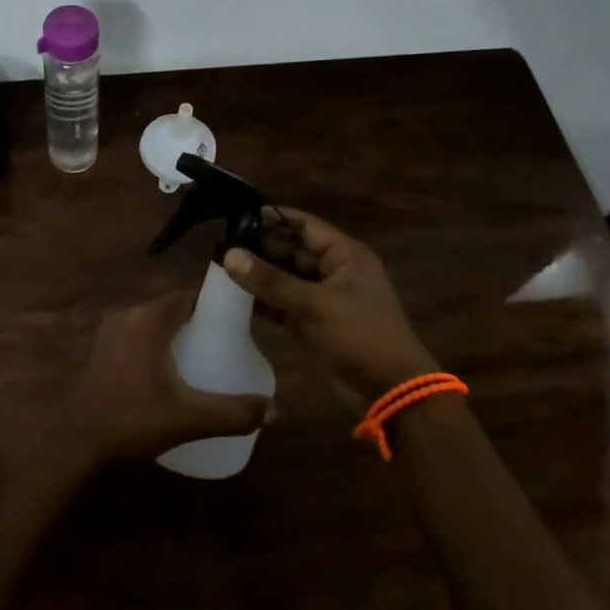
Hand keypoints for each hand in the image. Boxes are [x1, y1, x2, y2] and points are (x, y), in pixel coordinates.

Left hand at [53, 292, 269, 472]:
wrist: (72, 442)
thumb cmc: (129, 420)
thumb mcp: (186, 418)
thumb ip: (233, 413)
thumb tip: (275, 409)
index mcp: (149, 318)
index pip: (191, 293)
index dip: (218, 301)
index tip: (242, 318)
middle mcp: (128, 314)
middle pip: (174, 307)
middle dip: (200, 321)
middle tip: (227, 344)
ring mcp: (109, 331)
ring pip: (154, 322)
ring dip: (177, 334)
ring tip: (204, 358)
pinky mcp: (100, 349)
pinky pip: (138, 336)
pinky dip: (157, 345)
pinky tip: (169, 373)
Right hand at [224, 209, 435, 409]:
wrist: (389, 391)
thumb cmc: (360, 335)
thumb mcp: (315, 304)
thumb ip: (271, 281)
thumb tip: (229, 255)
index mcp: (345, 255)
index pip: (304, 225)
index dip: (273, 218)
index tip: (236, 218)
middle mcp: (334, 271)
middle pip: (292, 251)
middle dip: (260, 249)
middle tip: (221, 246)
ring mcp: (324, 298)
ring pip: (285, 279)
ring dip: (259, 276)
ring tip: (221, 269)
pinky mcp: (313, 324)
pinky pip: (284, 304)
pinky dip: (264, 302)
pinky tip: (235, 299)